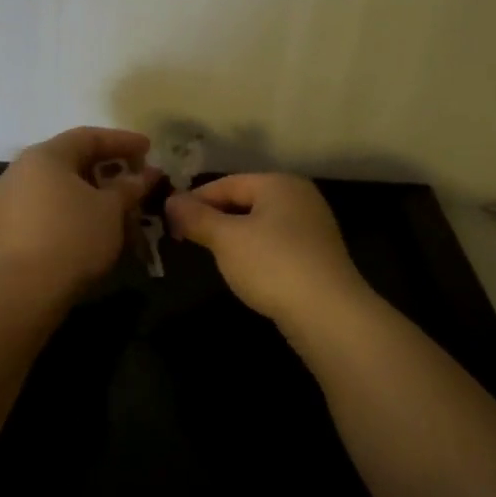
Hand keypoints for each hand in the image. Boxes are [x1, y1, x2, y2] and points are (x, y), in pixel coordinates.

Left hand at [0, 127, 159, 301]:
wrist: (23, 289)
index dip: (123, 141)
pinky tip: (92, 226)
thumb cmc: (73, 237)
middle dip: (107, 169)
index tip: (149, 149)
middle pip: (71, 160)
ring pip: (59, 187)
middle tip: (134, 179)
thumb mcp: (110, 209)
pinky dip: (72, 210)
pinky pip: (47, 208)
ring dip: (91, 193)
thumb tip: (147, 174)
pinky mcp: (7, 227)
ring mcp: (10, 199)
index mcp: (45, 155)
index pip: (89, 137)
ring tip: (118, 207)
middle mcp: (21, 170)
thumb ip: (129, 187)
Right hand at [165, 174, 373, 329]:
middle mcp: (299, 197)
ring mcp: (312, 227)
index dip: (194, 200)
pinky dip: (254, 251)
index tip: (168, 220)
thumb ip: (196, 217)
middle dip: (213, 218)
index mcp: (279, 183)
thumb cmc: (272, 265)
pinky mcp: (316, 255)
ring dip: (232, 236)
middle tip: (184, 238)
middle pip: (244, 200)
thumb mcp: (226, 239)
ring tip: (209, 254)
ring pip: (259, 223)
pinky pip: (275, 244)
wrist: (327, 313)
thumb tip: (170, 201)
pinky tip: (243, 270)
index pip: (226, 183)